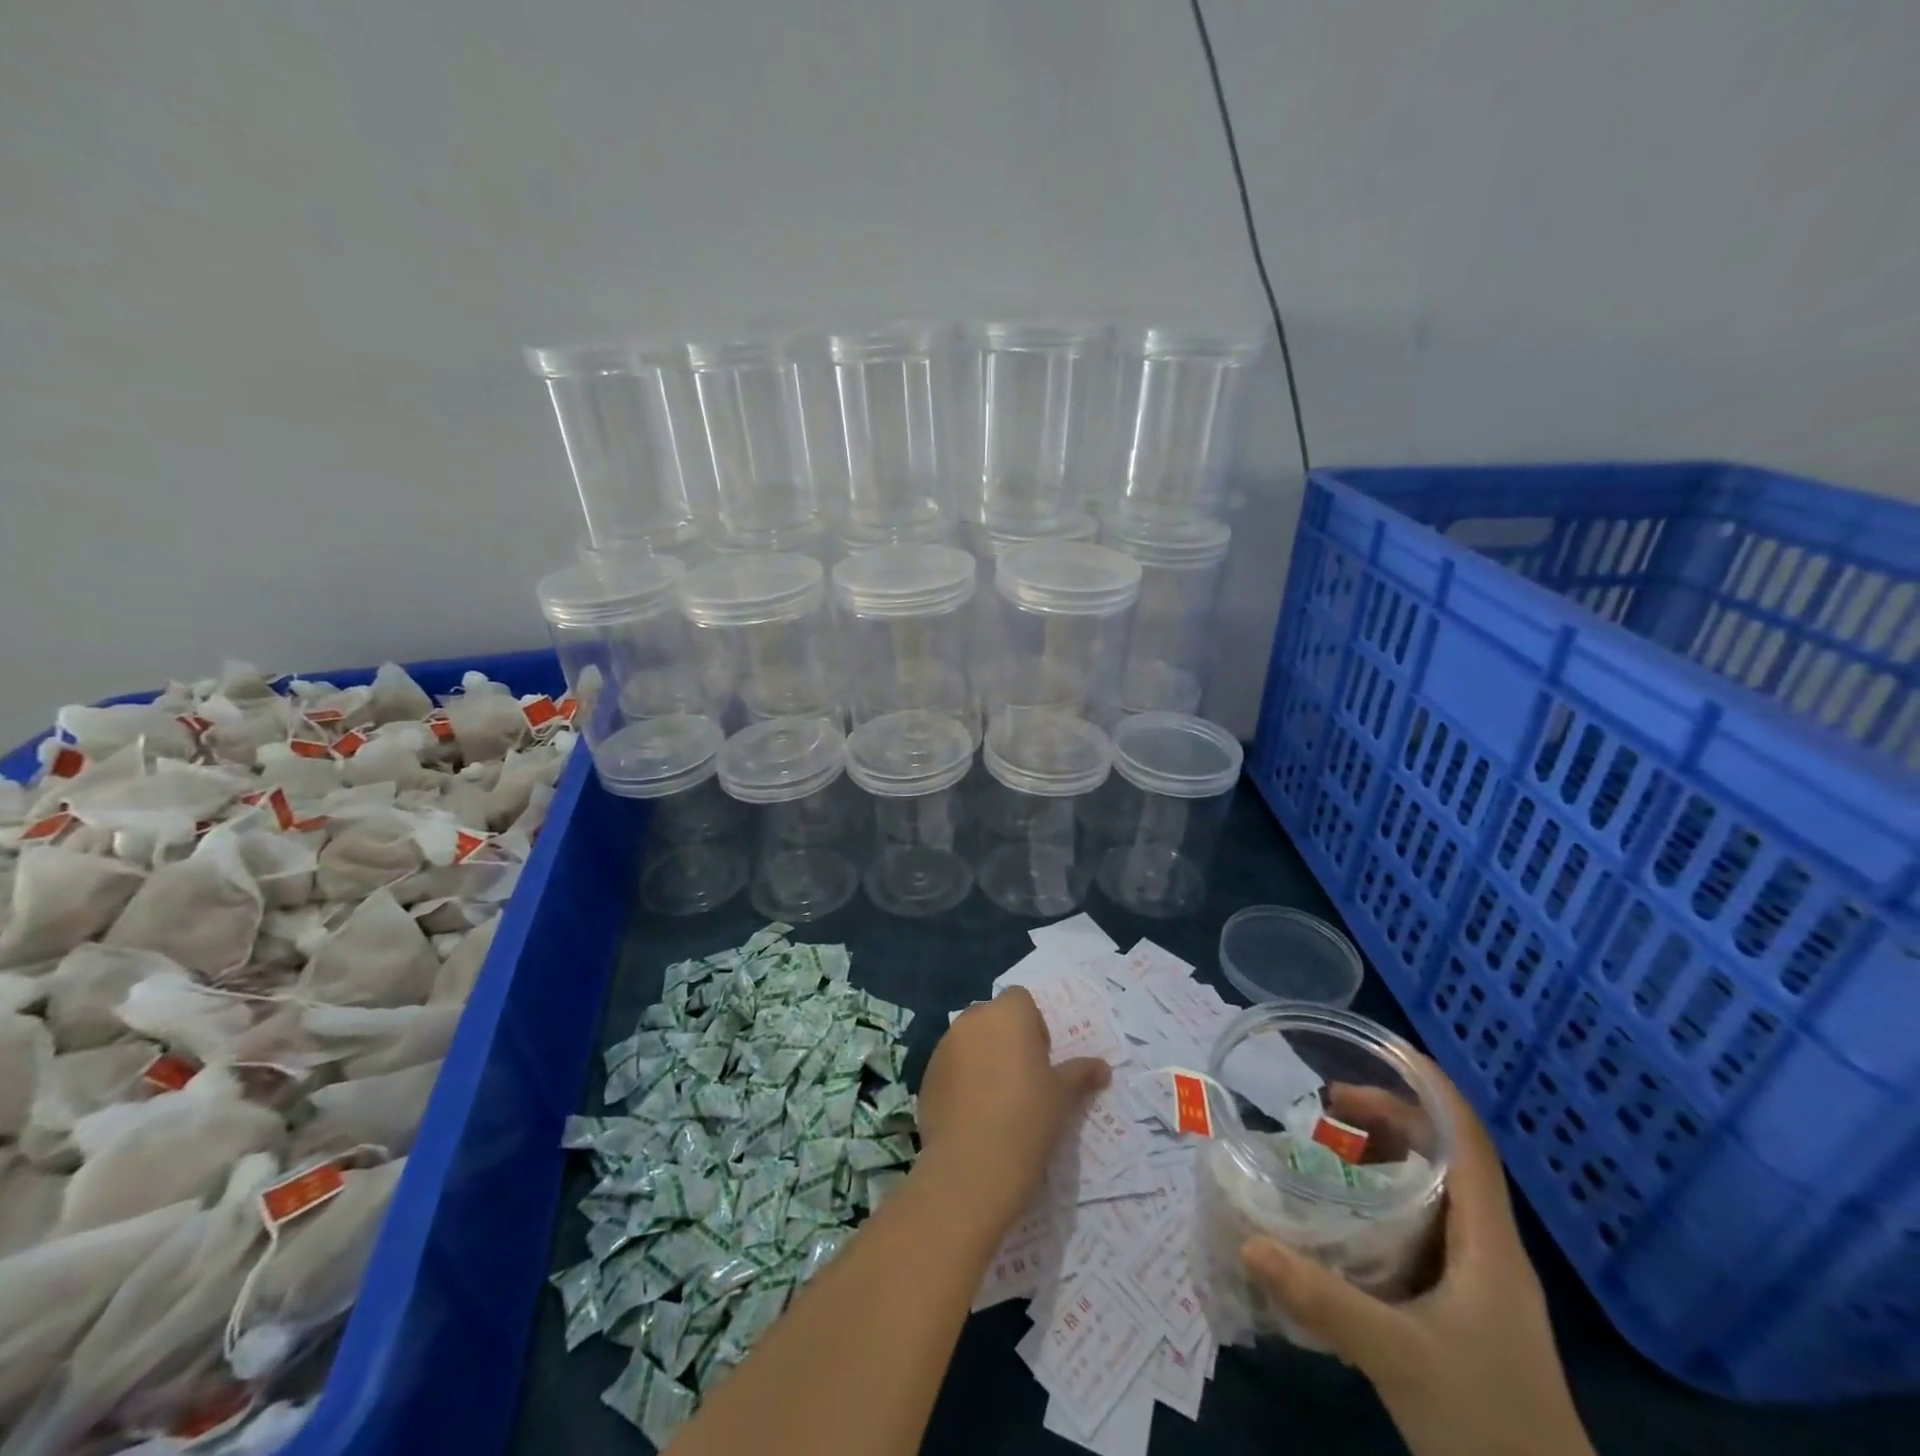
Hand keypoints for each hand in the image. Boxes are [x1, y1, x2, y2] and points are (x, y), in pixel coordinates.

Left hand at [915, 988, 1109, 1231]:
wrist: (972, 1166)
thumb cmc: (1028, 1119)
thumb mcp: (1063, 1096)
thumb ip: (1080, 1074)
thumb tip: (1103, 1068)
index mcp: (1008, 1014)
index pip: (1021, 1000)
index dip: (1033, 1026)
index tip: (1040, 1060)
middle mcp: (972, 1019)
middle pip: (992, 1018)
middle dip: (1005, 1039)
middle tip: (1021, 1080)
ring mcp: (944, 1046)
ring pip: (969, 1041)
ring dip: (981, 1058)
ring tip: (995, 1101)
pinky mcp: (926, 1074)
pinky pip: (949, 1067)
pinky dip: (961, 1081)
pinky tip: (973, 1116)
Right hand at [1241, 1058, 1595, 1455]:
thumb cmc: (1488, 1425)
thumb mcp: (1397, 1358)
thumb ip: (1323, 1300)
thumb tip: (1249, 1242)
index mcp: (1488, 1241)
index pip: (1468, 1137)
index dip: (1431, 1086)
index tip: (1381, 1050)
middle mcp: (1487, 1246)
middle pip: (1446, 1154)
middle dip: (1390, 1116)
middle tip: (1327, 1104)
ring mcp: (1478, 1277)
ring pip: (1434, 1190)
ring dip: (1385, 1156)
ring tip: (1328, 1144)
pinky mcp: (1463, 1304)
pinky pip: (1423, 1225)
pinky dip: (1385, 1200)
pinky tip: (1346, 1214)